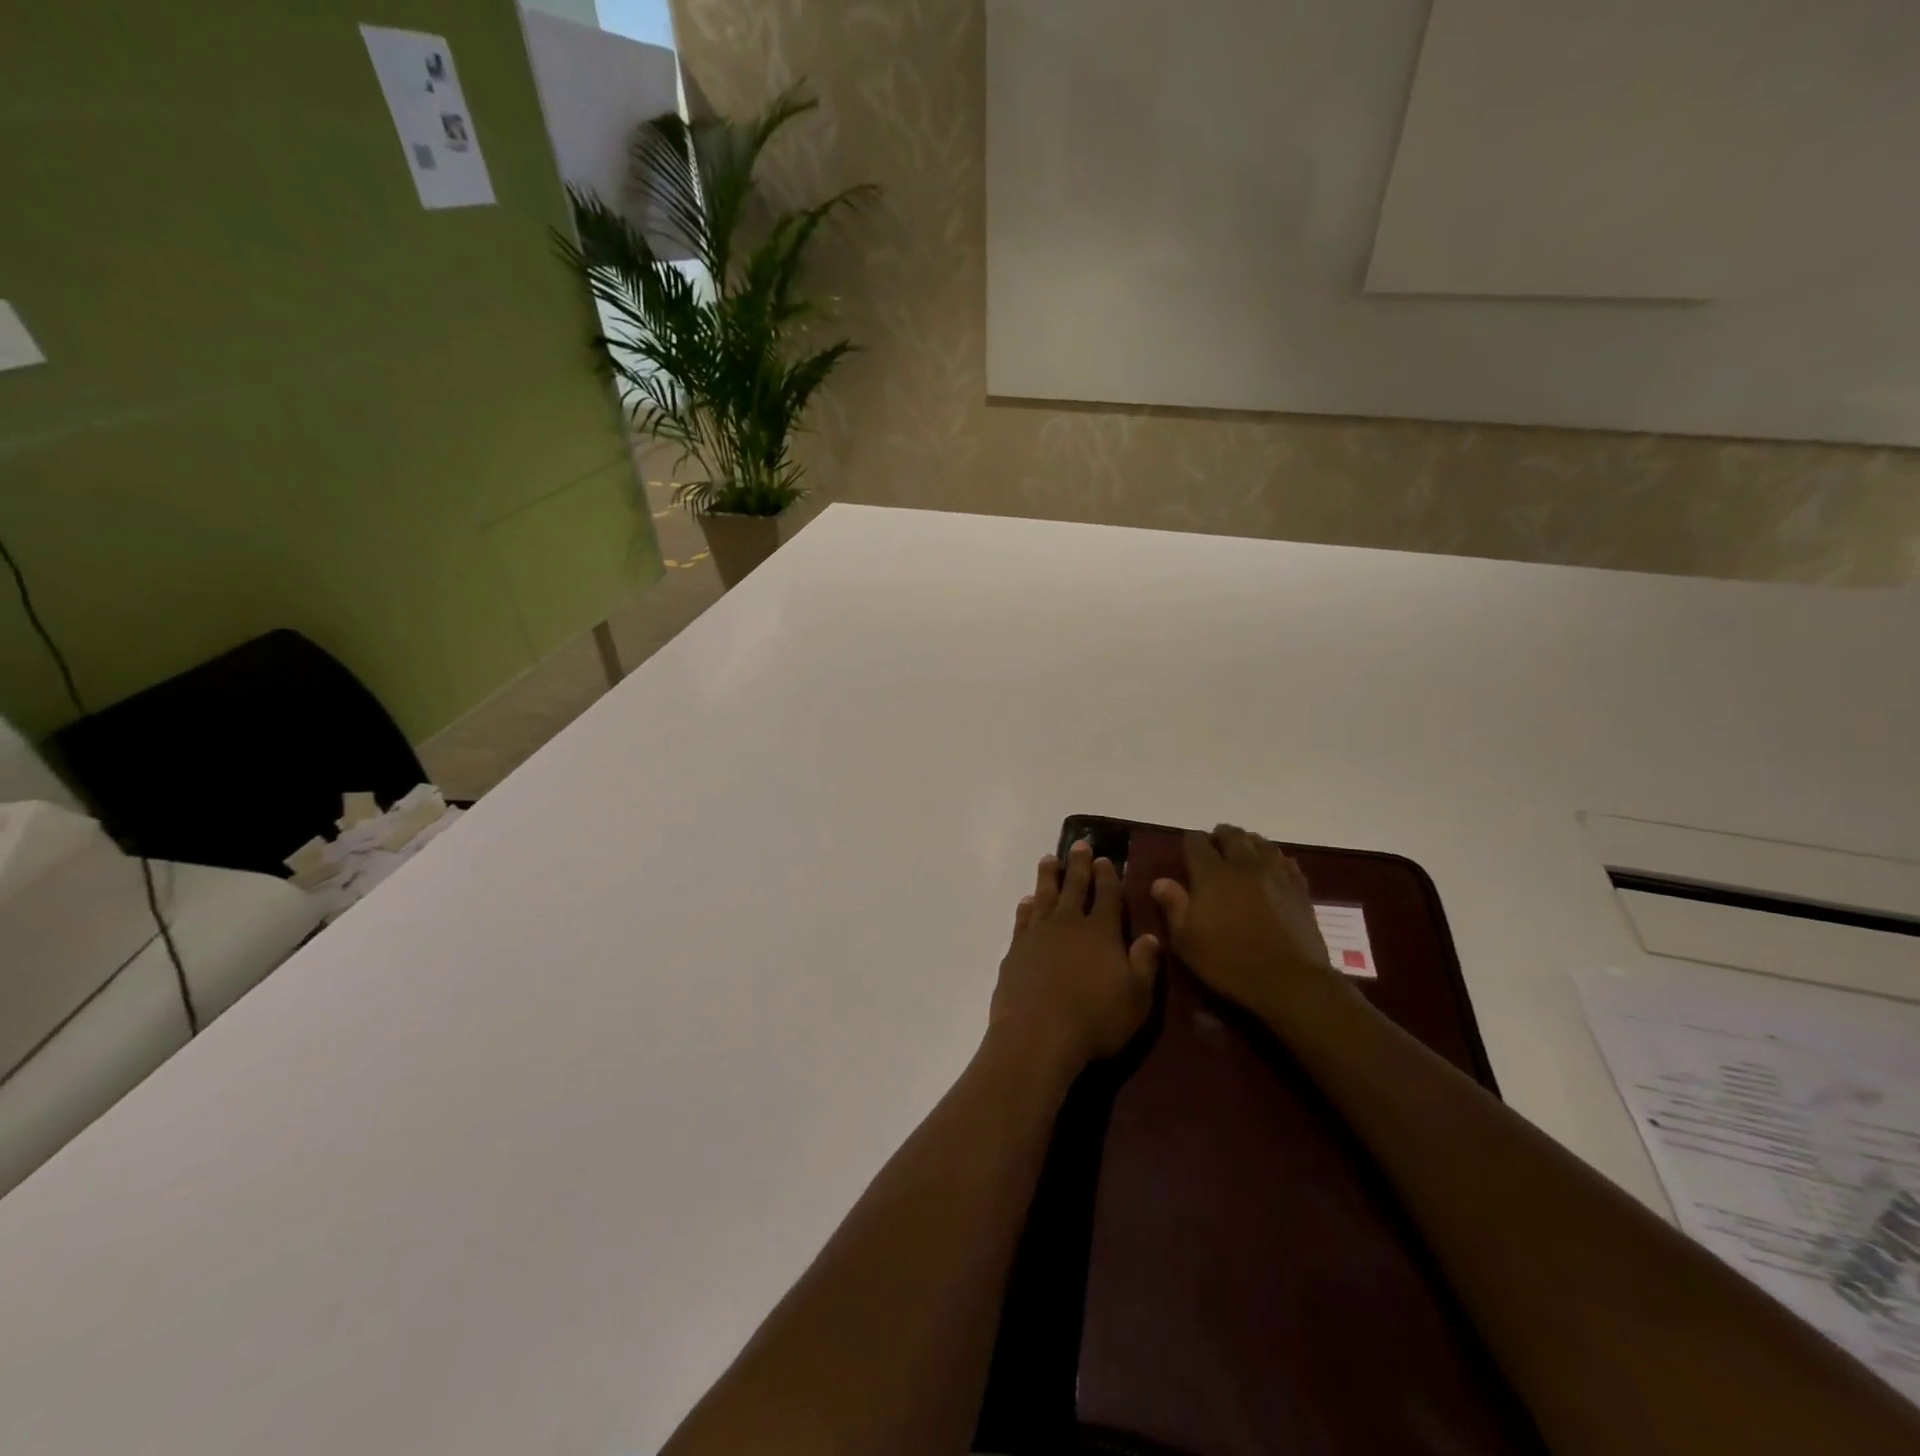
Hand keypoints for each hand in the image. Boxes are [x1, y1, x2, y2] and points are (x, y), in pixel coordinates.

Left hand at [989, 839, 1159, 1078]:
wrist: (1037, 1035)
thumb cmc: (1095, 1019)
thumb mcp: (1136, 998)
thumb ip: (1144, 964)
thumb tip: (1151, 935)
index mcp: (1102, 932)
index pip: (1107, 895)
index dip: (1107, 876)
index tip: (1105, 858)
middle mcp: (1069, 924)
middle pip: (1074, 886)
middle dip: (1078, 865)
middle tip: (1079, 845)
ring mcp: (1038, 934)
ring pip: (1045, 895)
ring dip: (1048, 876)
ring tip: (1049, 859)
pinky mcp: (1016, 950)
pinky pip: (1022, 919)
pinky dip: (1026, 907)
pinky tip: (1027, 901)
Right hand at [1149, 825, 1343, 1017]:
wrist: (1289, 981)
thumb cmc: (1229, 961)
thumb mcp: (1186, 940)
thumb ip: (1173, 905)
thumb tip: (1160, 881)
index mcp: (1211, 874)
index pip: (1196, 842)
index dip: (1190, 841)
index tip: (1186, 850)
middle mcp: (1243, 864)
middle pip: (1231, 835)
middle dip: (1219, 836)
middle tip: (1213, 848)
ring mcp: (1275, 874)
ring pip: (1261, 843)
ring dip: (1248, 843)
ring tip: (1241, 853)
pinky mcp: (1299, 889)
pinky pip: (1285, 861)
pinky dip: (1274, 859)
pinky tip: (1271, 869)